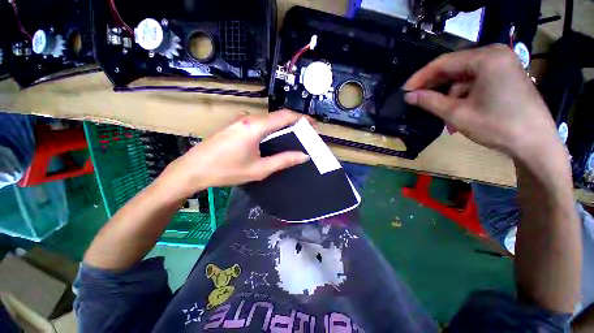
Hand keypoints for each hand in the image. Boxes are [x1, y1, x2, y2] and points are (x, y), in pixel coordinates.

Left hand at [159, 110, 309, 198]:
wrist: (193, 169)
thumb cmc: (227, 171)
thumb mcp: (259, 169)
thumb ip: (283, 161)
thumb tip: (303, 155)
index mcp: (255, 127)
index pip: (284, 116)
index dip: (301, 118)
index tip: (312, 124)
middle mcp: (248, 119)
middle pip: (276, 117)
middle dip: (293, 124)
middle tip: (304, 135)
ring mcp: (240, 121)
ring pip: (267, 120)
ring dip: (281, 127)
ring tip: (292, 138)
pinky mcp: (235, 126)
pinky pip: (258, 124)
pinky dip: (270, 130)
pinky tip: (272, 141)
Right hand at [403, 45, 561, 159]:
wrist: (536, 143)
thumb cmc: (497, 126)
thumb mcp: (457, 114)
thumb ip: (430, 102)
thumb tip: (408, 96)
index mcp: (486, 58)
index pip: (443, 62)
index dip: (420, 77)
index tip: (404, 91)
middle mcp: (495, 55)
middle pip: (454, 67)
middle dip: (434, 86)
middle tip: (417, 100)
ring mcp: (503, 65)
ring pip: (464, 76)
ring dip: (449, 95)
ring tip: (441, 114)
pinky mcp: (506, 76)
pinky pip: (476, 81)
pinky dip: (463, 95)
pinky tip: (458, 110)